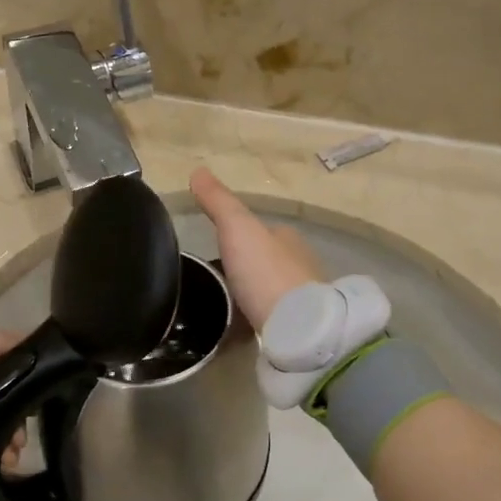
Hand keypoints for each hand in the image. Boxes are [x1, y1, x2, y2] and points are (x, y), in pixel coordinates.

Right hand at [189, 168, 323, 332]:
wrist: (299, 328)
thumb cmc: (266, 273)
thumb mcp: (237, 228)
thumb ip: (219, 202)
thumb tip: (197, 170)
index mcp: (288, 239)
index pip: (262, 232)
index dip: (239, 236)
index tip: (214, 248)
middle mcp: (301, 266)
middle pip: (266, 264)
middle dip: (244, 270)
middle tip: (212, 282)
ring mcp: (302, 300)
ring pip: (269, 293)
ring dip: (250, 297)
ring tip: (220, 307)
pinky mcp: (299, 330)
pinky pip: (272, 320)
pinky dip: (256, 321)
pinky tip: (238, 330)